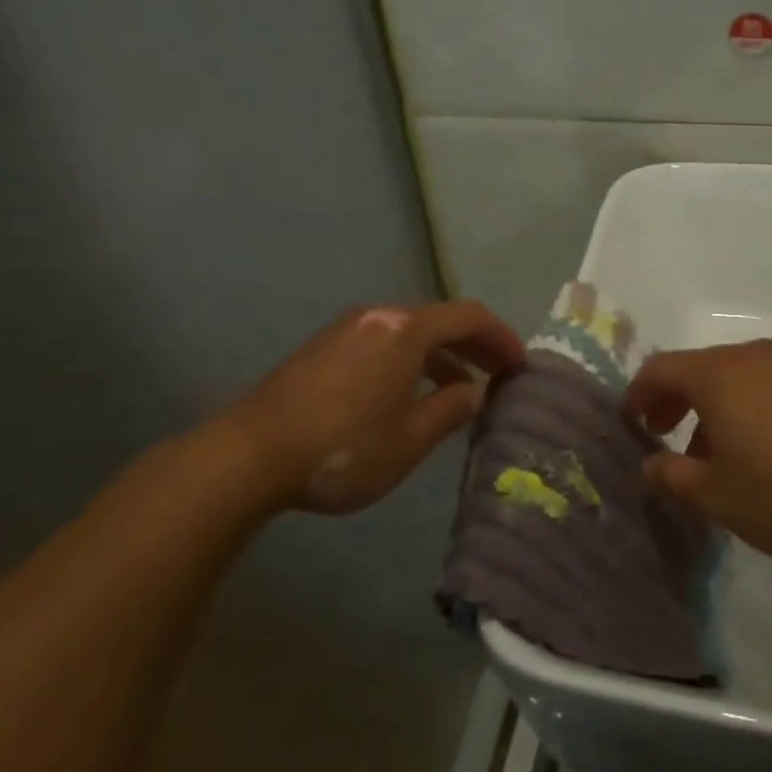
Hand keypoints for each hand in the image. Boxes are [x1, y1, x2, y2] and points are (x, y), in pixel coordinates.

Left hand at [218, 302, 524, 515]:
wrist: (249, 455)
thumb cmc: (343, 447)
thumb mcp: (409, 439)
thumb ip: (449, 410)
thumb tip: (473, 393)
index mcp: (406, 330)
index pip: (470, 317)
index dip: (502, 337)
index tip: (521, 363)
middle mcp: (379, 316)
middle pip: (440, 319)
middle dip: (475, 344)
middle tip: (500, 372)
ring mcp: (347, 328)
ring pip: (410, 332)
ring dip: (442, 354)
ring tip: (460, 388)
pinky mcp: (324, 347)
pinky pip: (384, 342)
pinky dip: (411, 359)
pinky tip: (408, 393)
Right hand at [626, 339, 771, 561]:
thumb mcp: (717, 497)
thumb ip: (673, 477)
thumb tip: (650, 464)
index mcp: (717, 374)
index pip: (659, 369)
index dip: (637, 395)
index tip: (630, 424)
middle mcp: (747, 356)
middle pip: (694, 368)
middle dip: (671, 400)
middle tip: (661, 434)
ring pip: (729, 377)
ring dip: (707, 407)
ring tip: (708, 453)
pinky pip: (759, 384)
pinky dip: (740, 405)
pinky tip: (753, 448)